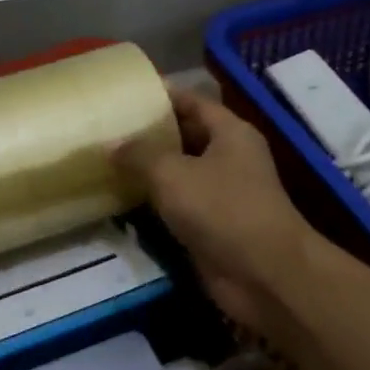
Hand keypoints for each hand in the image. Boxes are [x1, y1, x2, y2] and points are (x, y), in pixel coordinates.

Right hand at [113, 87, 316, 341]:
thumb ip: (139, 154)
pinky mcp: (212, 226)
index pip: (192, 102)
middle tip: (107, 128)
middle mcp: (229, 158)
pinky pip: (177, 205)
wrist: (264, 276)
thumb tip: (111, 145)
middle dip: (148, 134)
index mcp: (230, 133)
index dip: (160, 96)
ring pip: (178, 173)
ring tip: (105, 160)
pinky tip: (120, 197)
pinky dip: (153, 201)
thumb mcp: (172, 172)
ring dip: (147, 170)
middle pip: (184, 136)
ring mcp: (222, 194)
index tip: (126, 94)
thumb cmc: (222, 209)